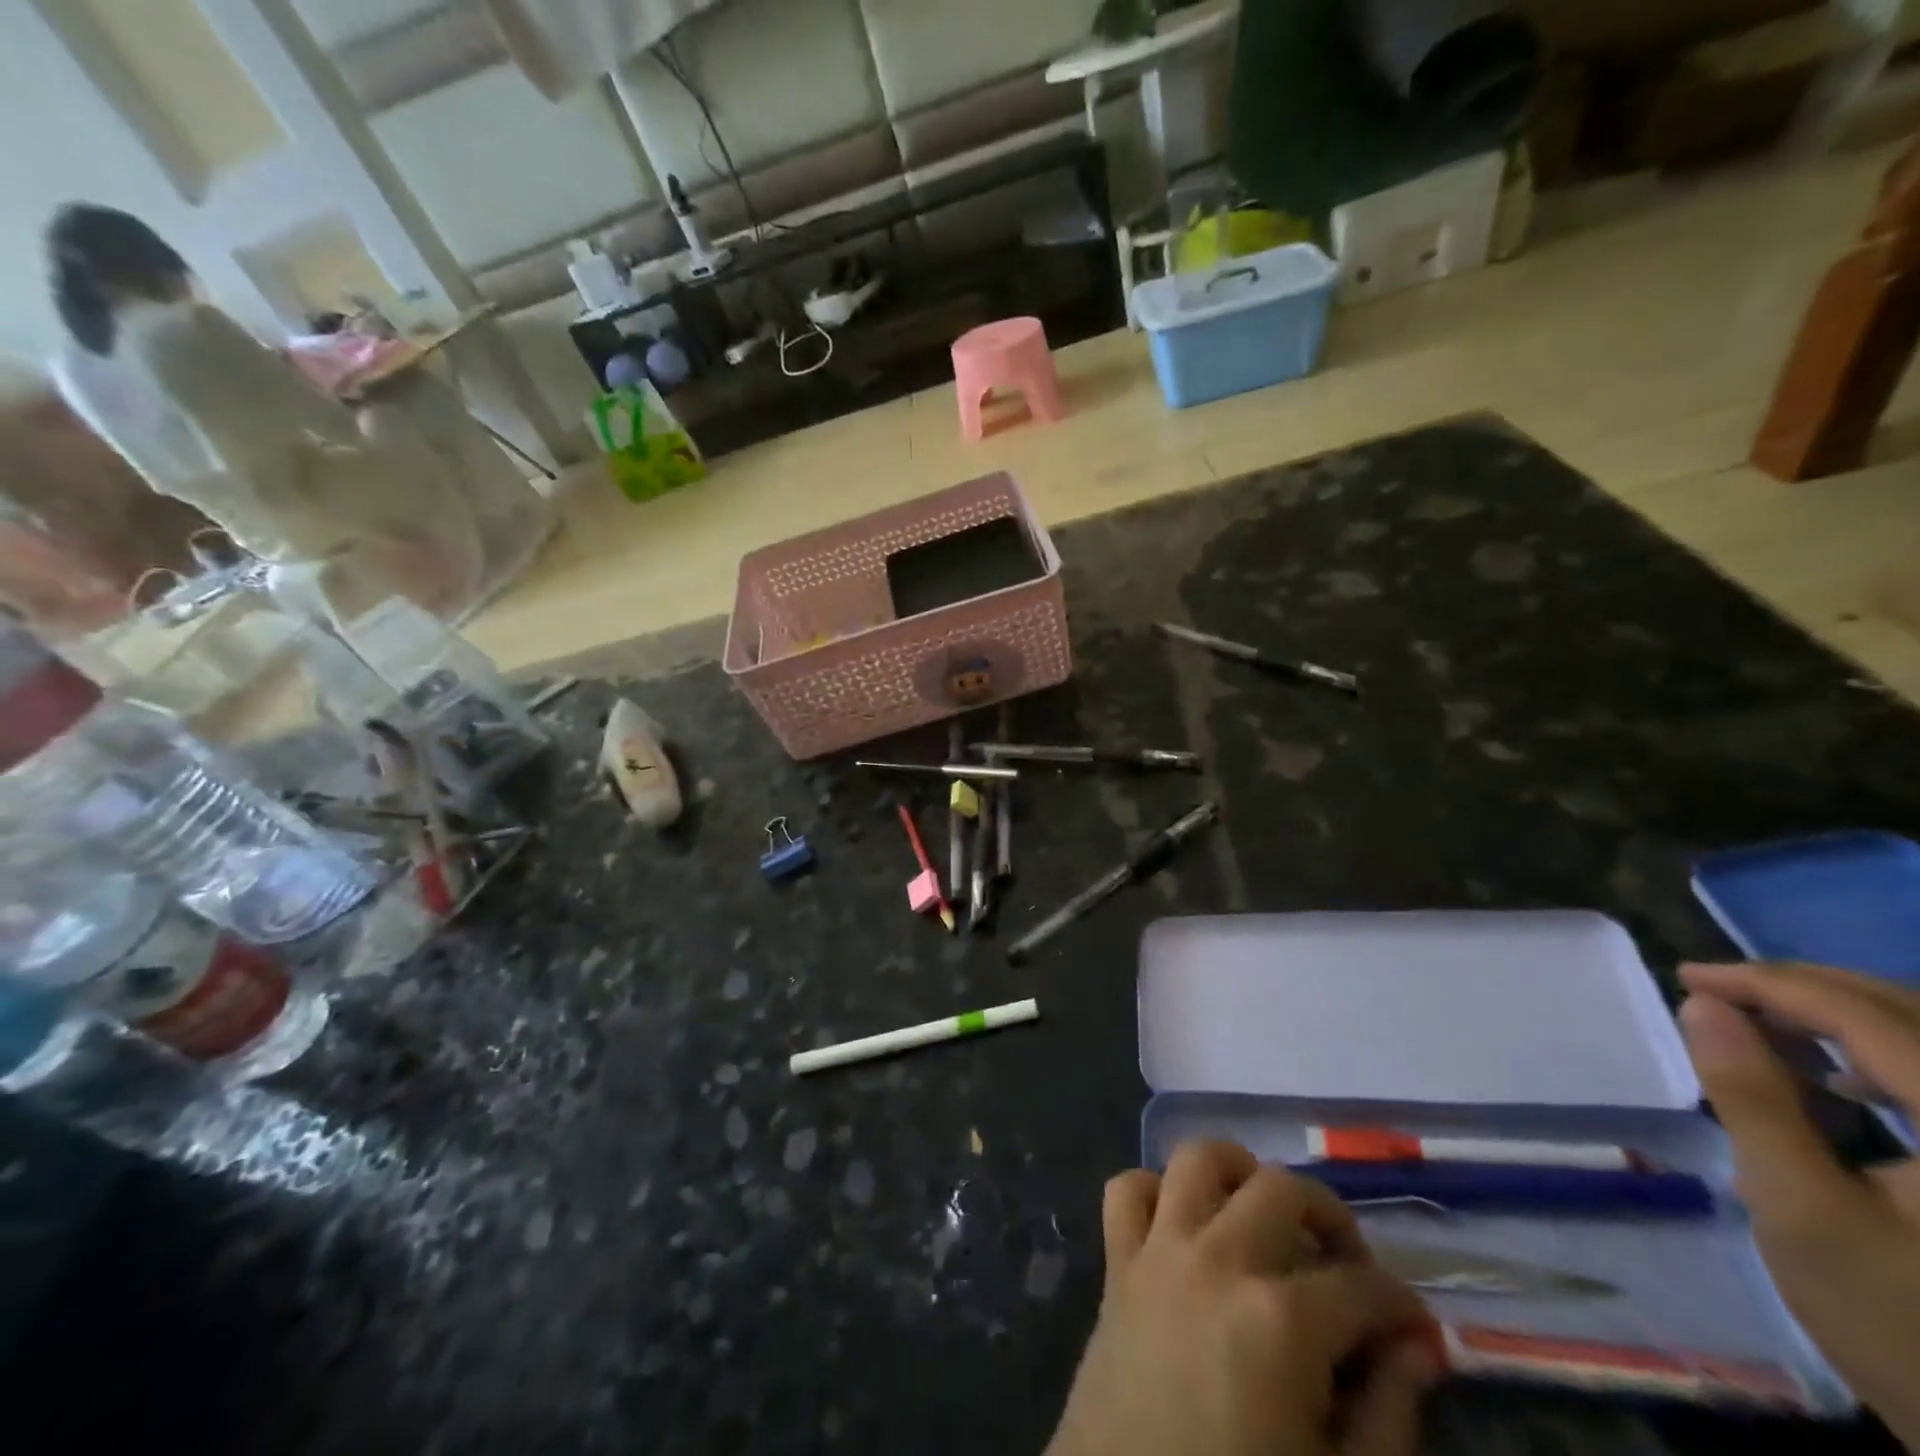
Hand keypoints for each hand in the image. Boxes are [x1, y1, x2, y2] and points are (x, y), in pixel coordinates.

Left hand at [1046, 1140, 1439, 1455]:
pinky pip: (1126, 1189)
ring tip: (1261, 1213)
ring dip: (1237, 1173)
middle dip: (1328, 1217)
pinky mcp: (1116, 1263)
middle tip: (1344, 1267)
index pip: (1363, 1286)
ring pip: (1197, 1160)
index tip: (1414, 1331)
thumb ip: (1388, 1412)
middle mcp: (1219, 1260)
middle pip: (1282, 1189)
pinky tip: (1182, 1224)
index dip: (1401, 1306)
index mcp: (1281, 1321)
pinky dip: (1155, 1190)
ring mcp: (1159, 1251)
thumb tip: (1417, 1346)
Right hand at [1680, 961, 1919, 1448]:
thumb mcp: (1803, 1212)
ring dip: (1844, 1019)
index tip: (1688, 976)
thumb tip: (1703, 1006)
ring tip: (1763, 1027)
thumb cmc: (1906, 1330)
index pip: (1868, 1016)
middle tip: (1717, 992)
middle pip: (1913, 1013)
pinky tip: (1842, 1082)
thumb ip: (1752, 1099)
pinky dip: (1887, 1060)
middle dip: (1806, 990)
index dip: (1769, 984)